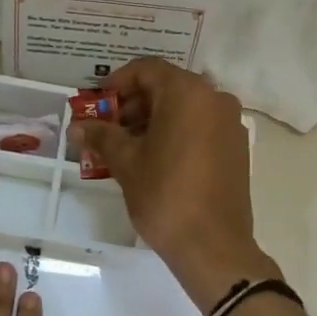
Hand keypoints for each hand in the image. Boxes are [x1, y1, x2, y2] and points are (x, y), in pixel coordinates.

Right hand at [75, 59, 278, 309]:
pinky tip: (154, 161)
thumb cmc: (165, 196)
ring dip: (153, 121)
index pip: (147, 70)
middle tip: (106, 130)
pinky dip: (175, 134)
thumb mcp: (126, 163)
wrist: (213, 245)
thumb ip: (102, 136)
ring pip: (184, 109)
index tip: (96, 105)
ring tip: (125, 149)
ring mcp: (230, 124)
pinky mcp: (236, 148)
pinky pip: (201, 128)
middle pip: (167, 88)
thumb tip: (80, 126)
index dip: (117, 84)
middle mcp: (215, 99)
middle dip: (133, 105)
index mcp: (188, 93)